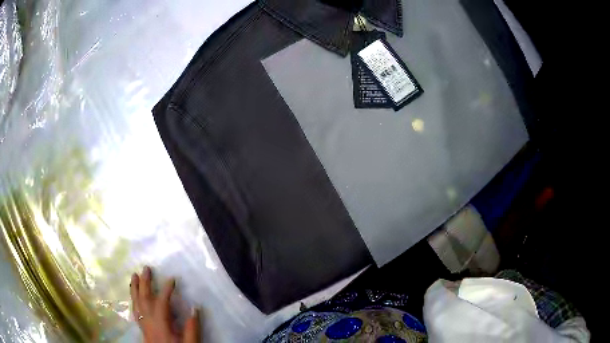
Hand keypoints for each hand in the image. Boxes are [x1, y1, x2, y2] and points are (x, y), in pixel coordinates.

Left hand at [130, 266, 199, 342]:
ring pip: (136, 304)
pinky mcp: (142, 330)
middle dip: (145, 283)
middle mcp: (149, 323)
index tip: (172, 279)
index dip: (166, 290)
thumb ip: (192, 328)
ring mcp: (144, 326)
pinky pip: (135, 311)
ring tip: (134, 276)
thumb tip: (194, 308)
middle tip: (146, 268)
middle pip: (144, 300)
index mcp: (161, 326)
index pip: (161, 303)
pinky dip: (134, 301)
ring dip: (135, 289)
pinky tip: (134, 297)